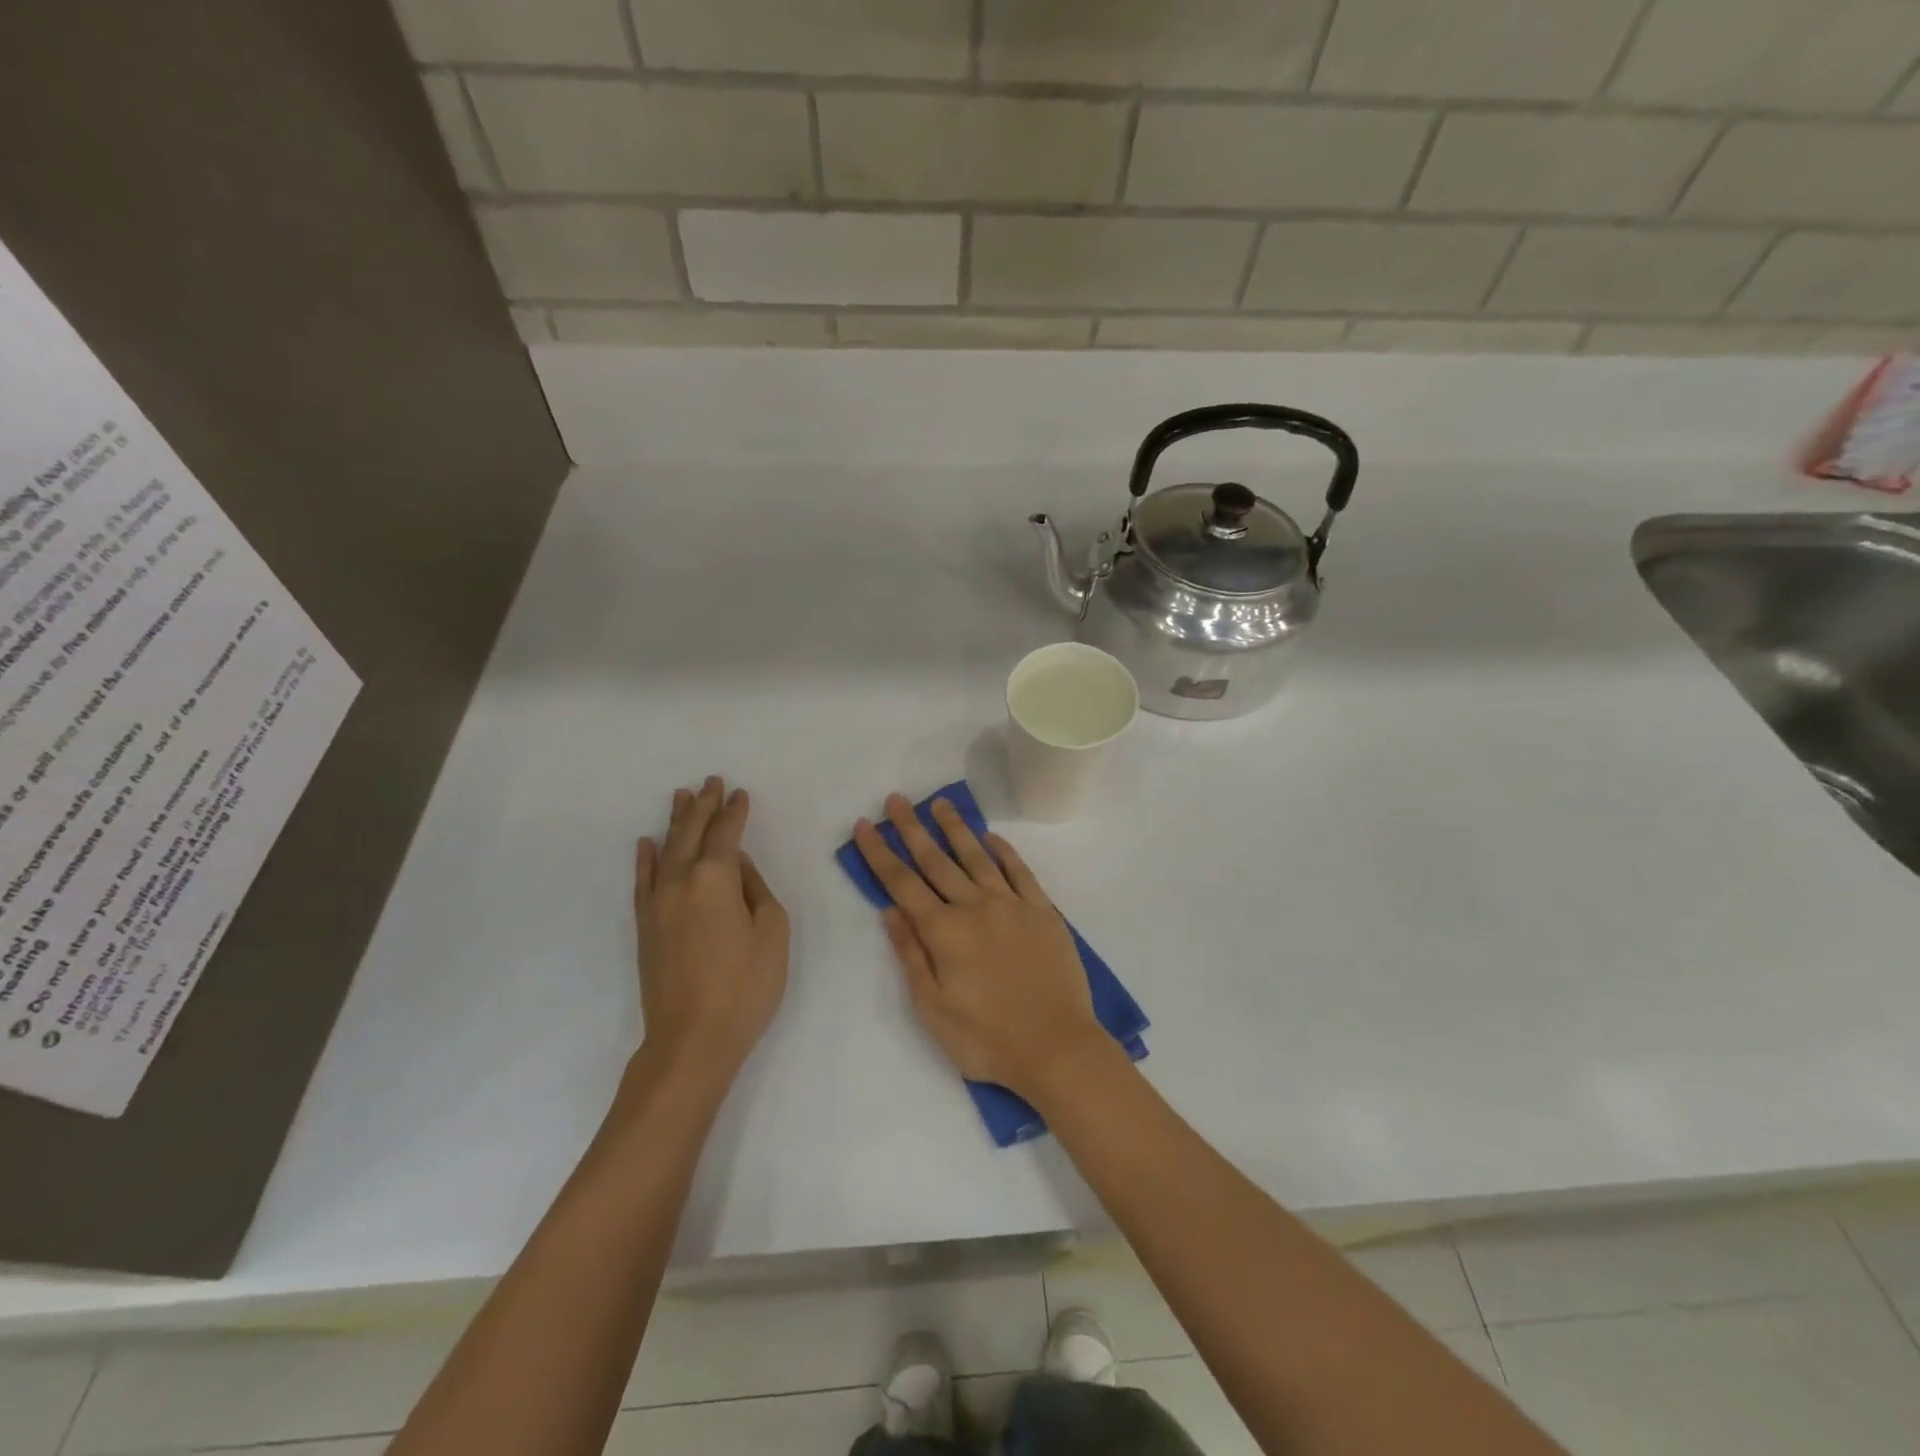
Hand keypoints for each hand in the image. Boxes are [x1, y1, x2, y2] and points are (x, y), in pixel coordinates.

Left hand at [634, 777, 788, 1085]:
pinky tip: (646, 843)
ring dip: (675, 822)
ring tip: (681, 796)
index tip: (740, 792)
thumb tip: (735, 866)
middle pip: (691, 833)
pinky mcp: (645, 926)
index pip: (725, 833)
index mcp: (715, 878)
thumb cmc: (746, 985)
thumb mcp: (772, 931)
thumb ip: (755, 889)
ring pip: (665, 850)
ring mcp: (657, 904)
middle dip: (703, 805)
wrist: (692, 1039)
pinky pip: (642, 881)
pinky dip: (645, 858)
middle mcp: (680, 881)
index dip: (734, 811)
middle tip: (711, 781)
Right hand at [854, 794, 1106, 1102]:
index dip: (880, 853)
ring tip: (940, 803)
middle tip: (897, 799)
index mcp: (944, 931)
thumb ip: (911, 954)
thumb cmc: (987, 1038)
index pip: (902, 883)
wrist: (1057, 1048)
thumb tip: (891, 910)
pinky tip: (992, 837)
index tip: (865, 825)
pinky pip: (1020, 871)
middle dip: (912, 828)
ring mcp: (1012, 905)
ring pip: (977, 857)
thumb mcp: (933, 1008)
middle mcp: (975, 906)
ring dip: (956, 828)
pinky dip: (1004, 851)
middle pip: (936, 860)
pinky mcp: (1043, 912)